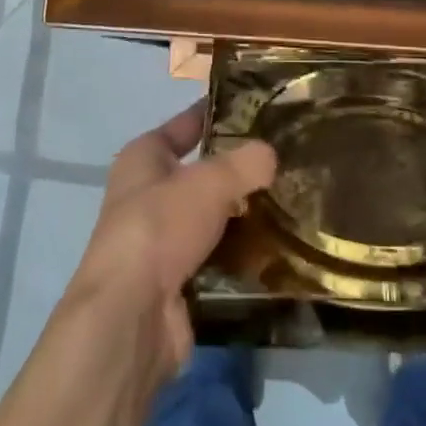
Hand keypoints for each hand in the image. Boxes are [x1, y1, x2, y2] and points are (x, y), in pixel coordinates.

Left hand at [65, 103, 276, 378]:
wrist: (131, 317)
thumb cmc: (160, 228)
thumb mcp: (209, 182)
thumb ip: (245, 163)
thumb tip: (270, 155)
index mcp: (144, 157)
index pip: (187, 124)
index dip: (218, 114)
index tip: (259, 109)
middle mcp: (148, 194)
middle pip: (203, 173)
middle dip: (241, 170)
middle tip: (289, 161)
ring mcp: (162, 240)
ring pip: (214, 217)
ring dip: (246, 215)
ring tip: (294, 203)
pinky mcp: (178, 280)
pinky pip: (219, 257)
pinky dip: (243, 254)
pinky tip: (280, 248)